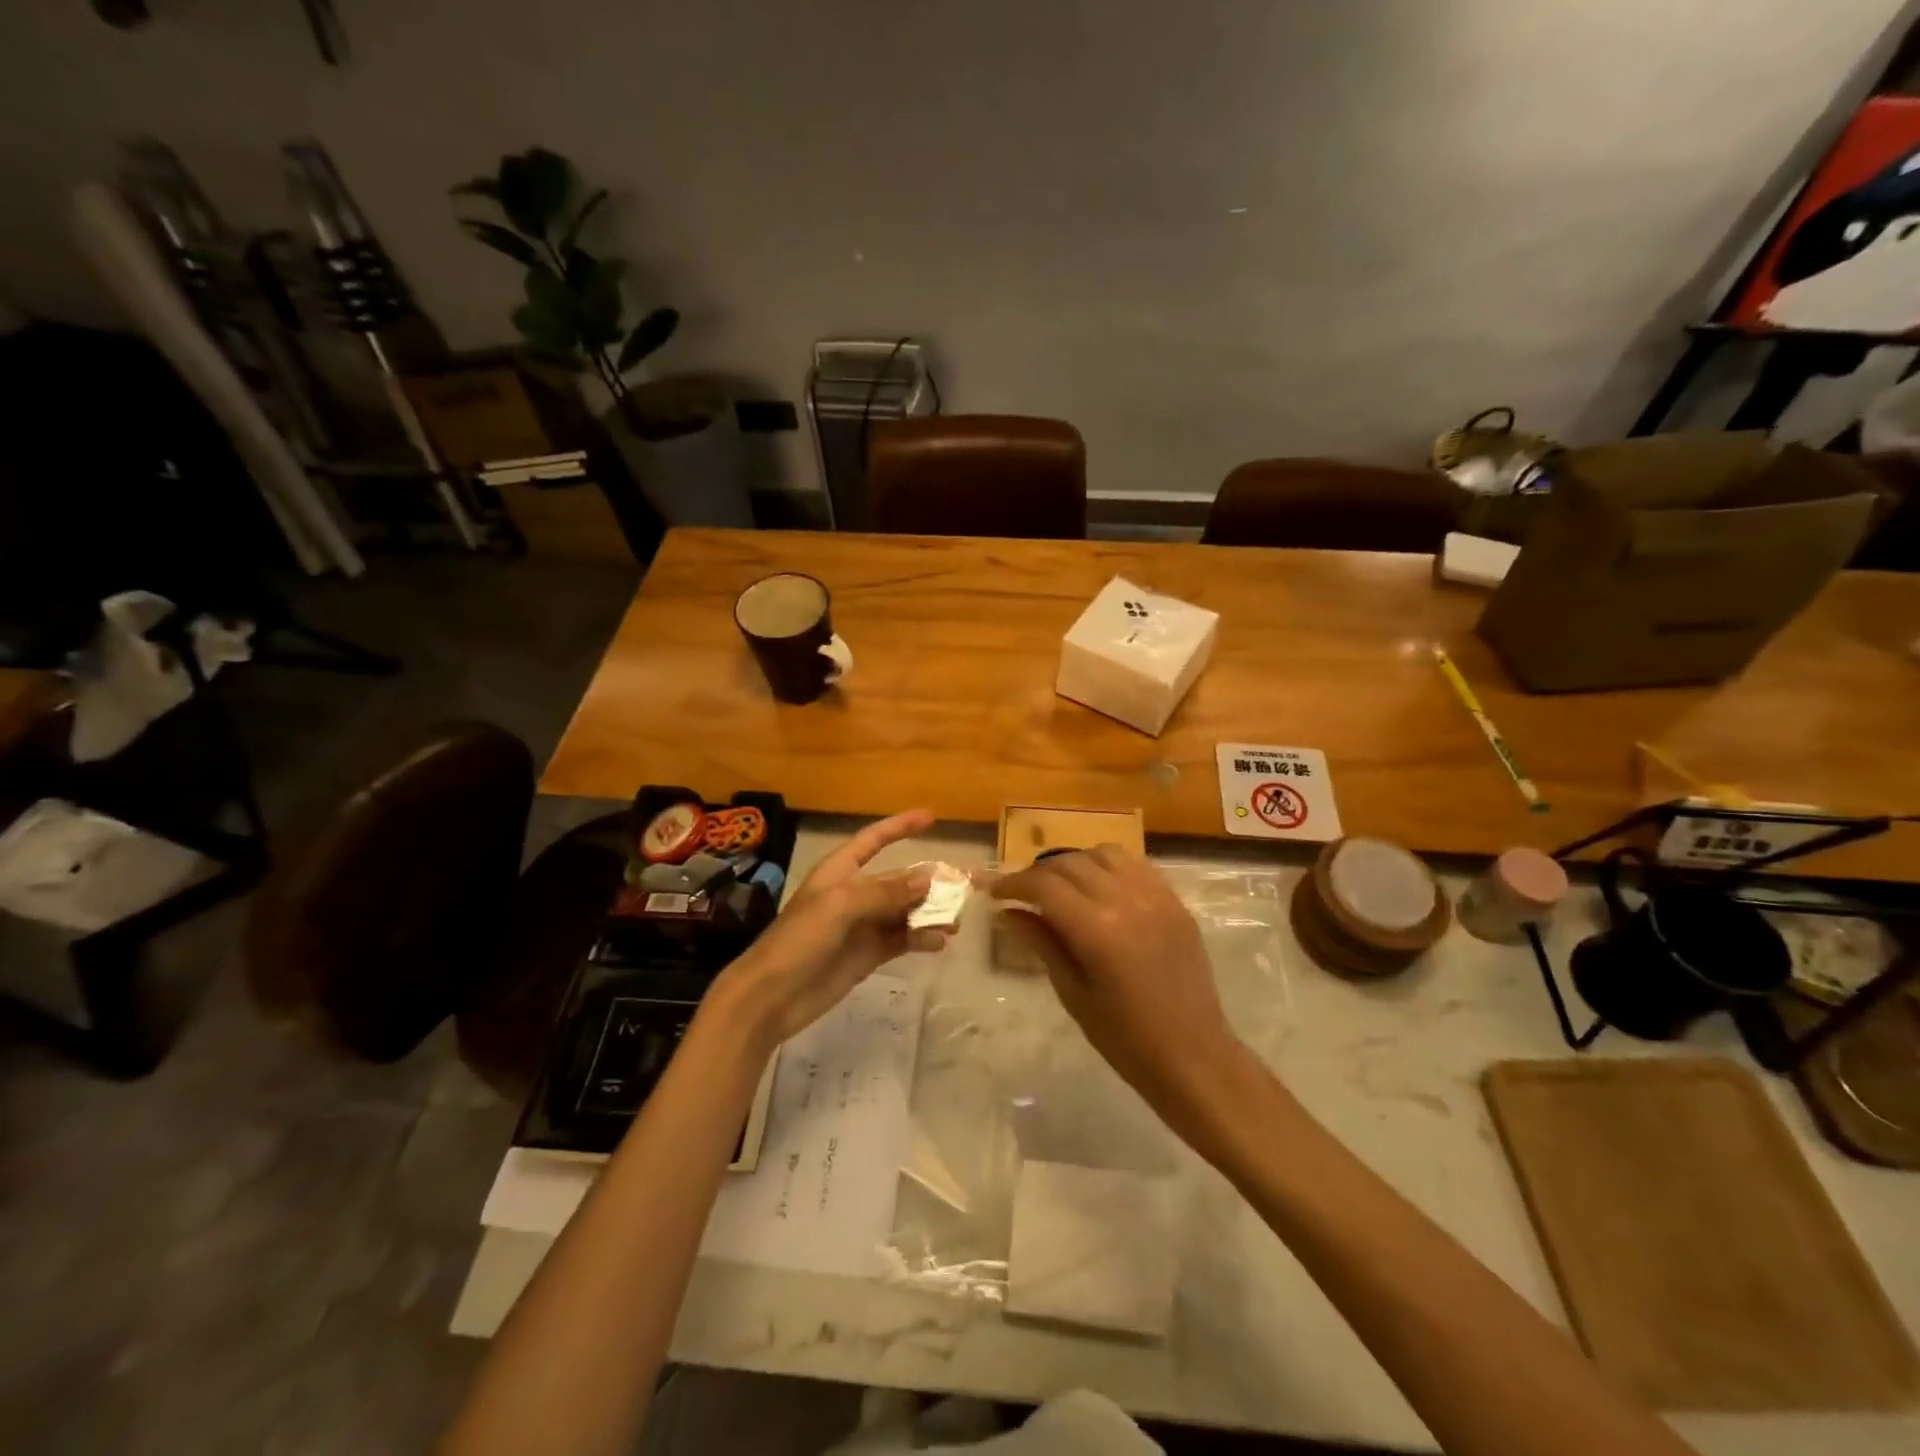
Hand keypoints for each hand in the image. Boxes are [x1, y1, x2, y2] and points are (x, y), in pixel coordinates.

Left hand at [707, 808, 950, 1053]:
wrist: (771, 997)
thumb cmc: (799, 941)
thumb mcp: (840, 907)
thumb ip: (885, 892)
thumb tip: (928, 878)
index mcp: (839, 872)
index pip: (873, 840)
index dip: (900, 826)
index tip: (931, 817)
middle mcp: (853, 894)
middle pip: (897, 880)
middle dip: (928, 881)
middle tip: (963, 886)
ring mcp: (862, 926)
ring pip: (904, 911)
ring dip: (929, 913)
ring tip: (955, 921)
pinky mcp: (868, 955)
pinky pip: (901, 939)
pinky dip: (920, 938)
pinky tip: (938, 942)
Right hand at [991, 845, 1246, 1116]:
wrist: (1194, 1057)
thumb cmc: (1126, 1040)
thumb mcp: (1073, 993)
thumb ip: (1041, 943)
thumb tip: (1006, 912)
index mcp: (1098, 931)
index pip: (1045, 885)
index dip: (1014, 884)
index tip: (995, 894)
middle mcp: (1127, 901)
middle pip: (1070, 863)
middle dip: (1038, 873)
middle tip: (1021, 894)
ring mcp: (1156, 897)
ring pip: (1104, 855)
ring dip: (1074, 863)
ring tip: (1060, 887)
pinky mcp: (1175, 902)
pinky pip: (1136, 865)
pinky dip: (1108, 867)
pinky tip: (1099, 888)